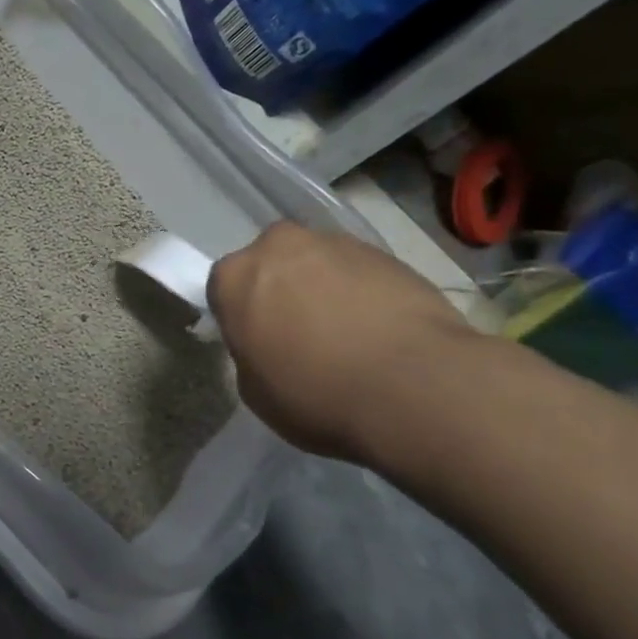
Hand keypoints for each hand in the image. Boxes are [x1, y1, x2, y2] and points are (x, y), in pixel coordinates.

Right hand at [207, 221, 470, 462]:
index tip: (256, 340)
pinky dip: (362, 293)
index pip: (223, 287)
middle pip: (271, 263)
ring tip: (348, 336)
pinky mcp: (386, 252)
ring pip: (317, 263)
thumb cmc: (316, 395)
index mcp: (235, 277)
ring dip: (323, 289)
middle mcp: (279, 246)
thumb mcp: (254, 390)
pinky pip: (359, 272)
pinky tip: (379, 332)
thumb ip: (251, 352)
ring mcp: (336, 243)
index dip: (239, 315)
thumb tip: (270, 342)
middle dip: (280, 289)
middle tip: (299, 333)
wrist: (414, 386)